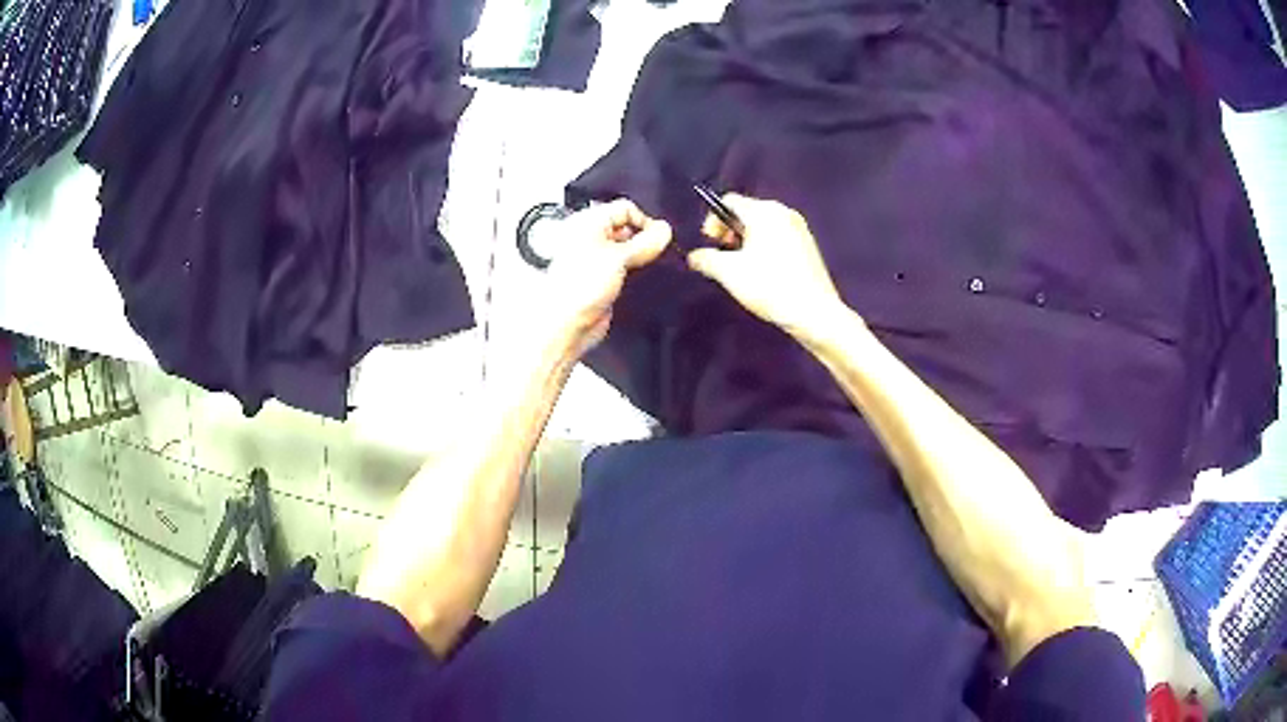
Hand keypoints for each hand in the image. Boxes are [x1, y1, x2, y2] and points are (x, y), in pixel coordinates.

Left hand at [538, 199, 671, 356]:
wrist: (568, 325)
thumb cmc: (579, 287)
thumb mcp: (619, 257)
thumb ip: (646, 242)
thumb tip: (665, 230)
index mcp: (588, 222)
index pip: (625, 209)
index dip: (644, 221)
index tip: (659, 238)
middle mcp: (590, 237)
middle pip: (628, 228)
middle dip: (645, 240)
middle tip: (657, 253)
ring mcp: (597, 259)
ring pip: (628, 249)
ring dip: (642, 257)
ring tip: (651, 266)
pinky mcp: (604, 279)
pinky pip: (626, 268)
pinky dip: (638, 271)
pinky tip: (646, 278)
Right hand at [688, 194, 846, 338]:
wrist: (814, 312)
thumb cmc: (769, 286)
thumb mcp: (728, 273)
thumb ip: (705, 259)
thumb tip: (694, 256)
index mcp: (763, 211)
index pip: (729, 201)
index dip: (713, 219)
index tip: (710, 242)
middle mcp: (783, 212)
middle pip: (747, 212)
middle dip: (729, 231)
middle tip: (724, 255)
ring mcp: (799, 227)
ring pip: (763, 225)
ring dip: (746, 240)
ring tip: (742, 267)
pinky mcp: (808, 245)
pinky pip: (778, 236)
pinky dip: (764, 247)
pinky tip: (763, 272)